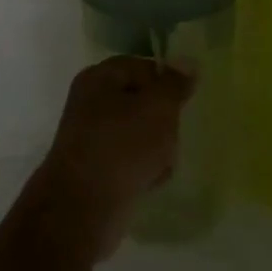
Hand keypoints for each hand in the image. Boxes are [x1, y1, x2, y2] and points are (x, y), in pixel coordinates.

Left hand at [37, 56, 190, 258]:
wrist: (84, 208)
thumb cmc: (122, 147)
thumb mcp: (157, 108)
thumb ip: (174, 84)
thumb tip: (187, 62)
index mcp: (99, 77)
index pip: (142, 67)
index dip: (167, 82)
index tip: (185, 103)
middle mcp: (90, 102)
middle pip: (142, 101)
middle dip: (163, 120)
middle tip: (172, 135)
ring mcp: (91, 136)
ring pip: (138, 133)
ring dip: (156, 147)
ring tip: (161, 163)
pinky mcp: (96, 168)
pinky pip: (129, 160)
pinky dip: (143, 169)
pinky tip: (150, 182)